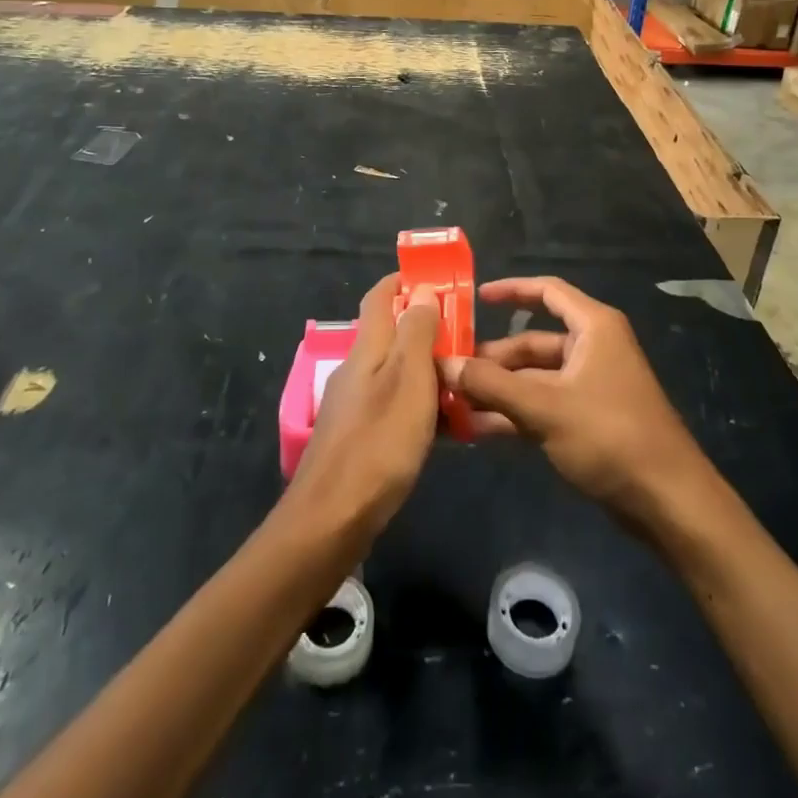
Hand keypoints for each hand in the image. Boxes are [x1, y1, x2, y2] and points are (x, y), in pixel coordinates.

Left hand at [281, 274, 440, 543]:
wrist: (332, 519)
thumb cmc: (379, 442)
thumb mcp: (409, 380)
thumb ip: (417, 333)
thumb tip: (422, 291)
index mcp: (367, 348)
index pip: (380, 297)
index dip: (404, 281)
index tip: (438, 277)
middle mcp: (357, 369)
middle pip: (390, 334)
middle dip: (426, 326)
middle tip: (466, 334)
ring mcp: (354, 406)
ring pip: (396, 372)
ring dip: (428, 369)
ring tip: (466, 379)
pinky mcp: (358, 438)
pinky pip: (395, 406)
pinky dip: (420, 405)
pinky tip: (445, 426)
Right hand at [439, 276, 714, 530]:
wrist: (667, 501)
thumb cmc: (610, 436)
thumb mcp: (545, 407)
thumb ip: (491, 384)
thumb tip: (443, 364)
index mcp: (593, 328)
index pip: (548, 292)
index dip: (511, 290)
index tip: (474, 299)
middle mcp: (592, 349)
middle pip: (533, 342)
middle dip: (492, 358)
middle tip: (448, 372)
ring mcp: (589, 386)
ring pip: (534, 378)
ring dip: (497, 390)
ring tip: (452, 403)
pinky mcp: (587, 420)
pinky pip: (542, 405)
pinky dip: (513, 413)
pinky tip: (476, 429)